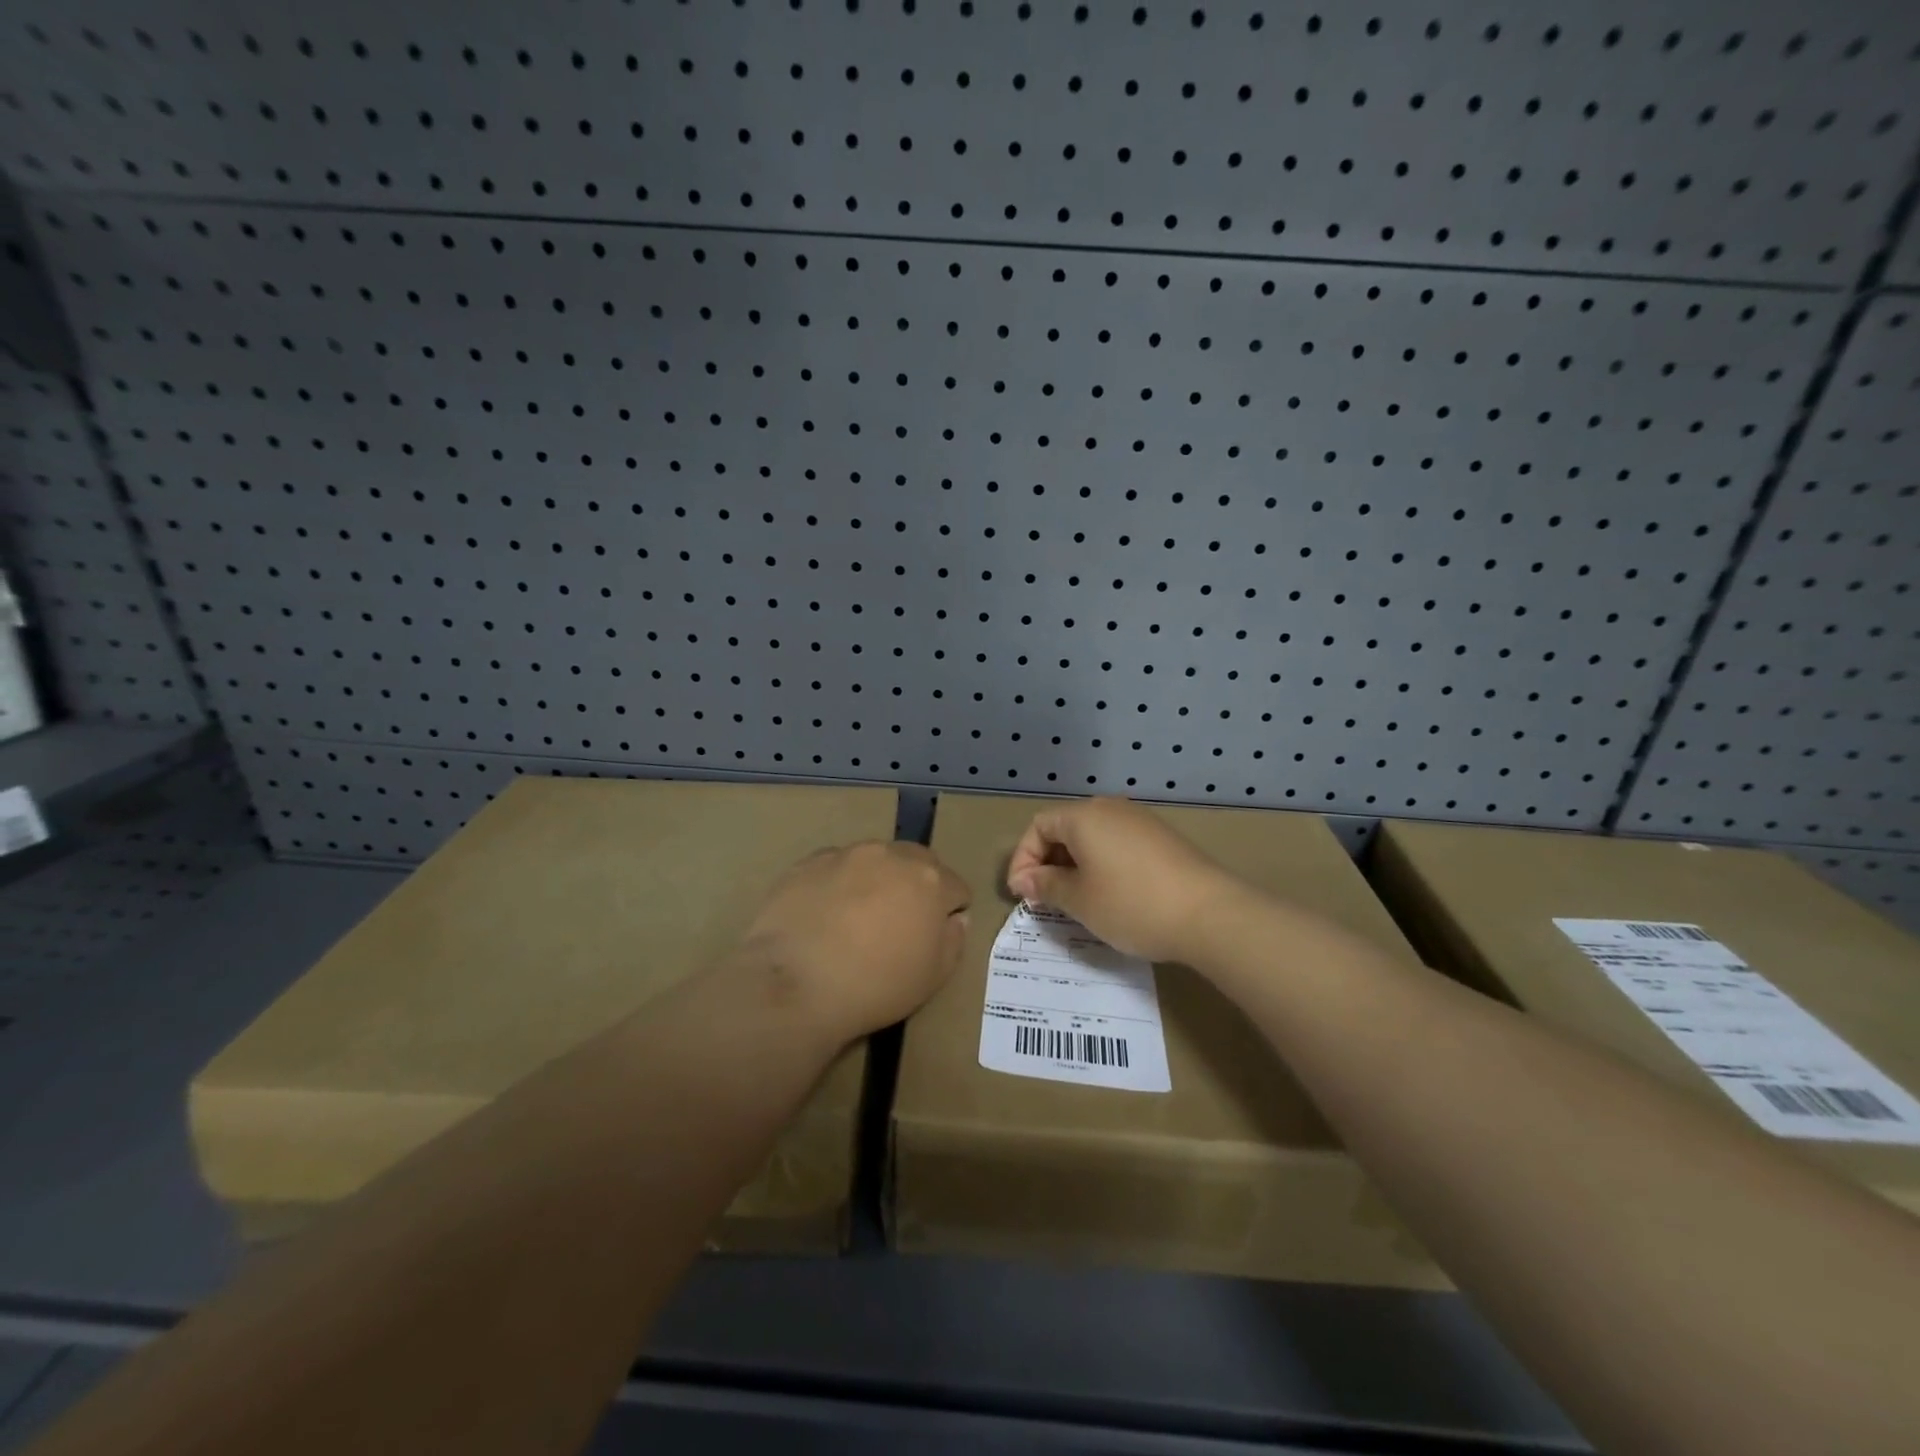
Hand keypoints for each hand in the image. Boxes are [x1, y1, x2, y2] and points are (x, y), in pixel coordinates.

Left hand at [739, 841, 970, 1040]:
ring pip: (874, 861)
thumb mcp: (933, 977)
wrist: (795, 984)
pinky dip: (838, 884)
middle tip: (899, 923)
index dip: (950, 911)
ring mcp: (847, 854)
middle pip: (917, 863)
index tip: (936, 934)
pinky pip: (835, 867)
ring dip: (876, 881)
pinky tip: (824, 916)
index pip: (956, 887)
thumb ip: (953, 940)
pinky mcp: (808, 862)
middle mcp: (891, 855)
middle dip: (916, 886)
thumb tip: (955, 918)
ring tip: (857, 918)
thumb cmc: (875, 985)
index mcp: (930, 880)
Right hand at [1006, 798, 1240, 962]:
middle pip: (1065, 828)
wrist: (1210, 914)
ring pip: (1093, 838)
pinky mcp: (1162, 839)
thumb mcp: (1079, 900)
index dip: (1023, 859)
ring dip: (1075, 866)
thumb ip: (1046, 885)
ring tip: (1075, 901)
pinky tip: (1110, 896)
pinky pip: (1118, 845)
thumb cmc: (1131, 904)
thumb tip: (1024, 880)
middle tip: (1044, 899)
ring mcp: (1140, 822)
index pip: (1038, 827)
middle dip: (1048, 863)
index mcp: (1084, 816)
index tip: (1023, 895)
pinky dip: (1102, 865)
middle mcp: (1110, 809)